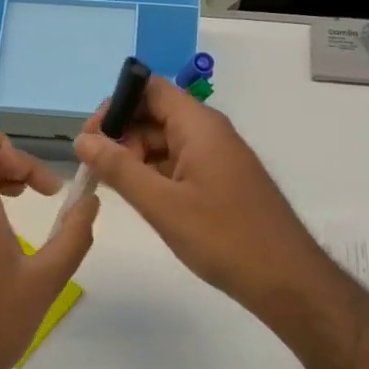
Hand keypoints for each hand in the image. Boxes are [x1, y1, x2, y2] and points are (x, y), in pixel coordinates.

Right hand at [74, 76, 330, 316]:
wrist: (286, 279)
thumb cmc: (223, 237)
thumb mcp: (162, 204)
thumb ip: (119, 168)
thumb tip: (82, 140)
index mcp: (198, 126)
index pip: (150, 89)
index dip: (116, 104)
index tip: (90, 137)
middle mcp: (209, 132)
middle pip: (155, 114)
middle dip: (121, 134)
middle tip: (95, 169)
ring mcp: (217, 157)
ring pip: (165, 141)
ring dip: (135, 157)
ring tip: (111, 186)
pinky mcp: (220, 180)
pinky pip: (179, 163)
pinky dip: (154, 173)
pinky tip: (140, 197)